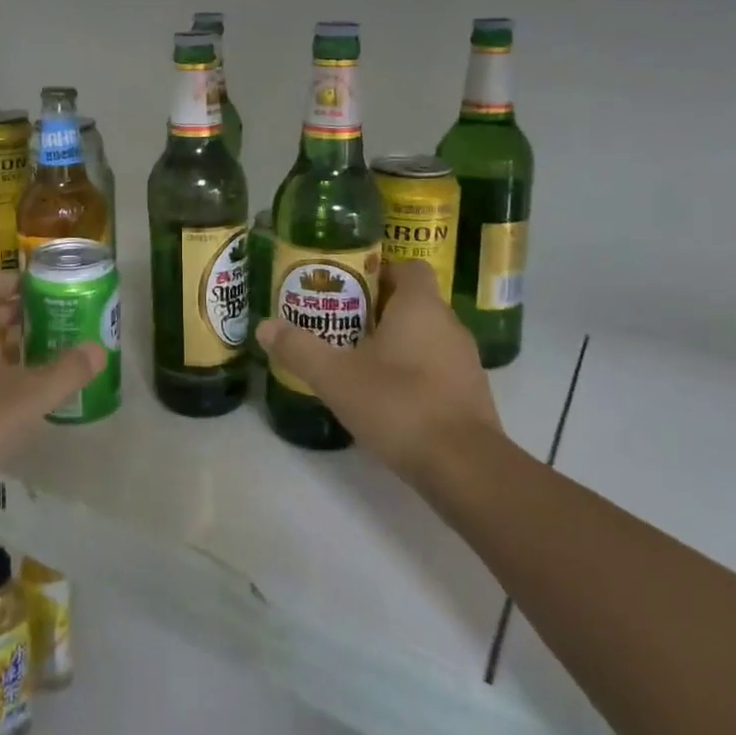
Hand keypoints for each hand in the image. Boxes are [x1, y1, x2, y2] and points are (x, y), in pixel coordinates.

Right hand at [255, 260, 503, 480]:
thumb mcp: (335, 376)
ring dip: (396, 341)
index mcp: (420, 306)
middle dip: (378, 308)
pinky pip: (437, 367)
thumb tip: (265, 326)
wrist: (464, 467)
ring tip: (358, 358)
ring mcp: (465, 361)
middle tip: (340, 322)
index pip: (408, 267)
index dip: (380, 269)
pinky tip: (386, 395)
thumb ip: (299, 349)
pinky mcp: (471, 395)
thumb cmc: (398, 404)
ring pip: (426, 336)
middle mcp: (449, 325)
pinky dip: (413, 371)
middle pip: (414, 301)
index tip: (349, 284)